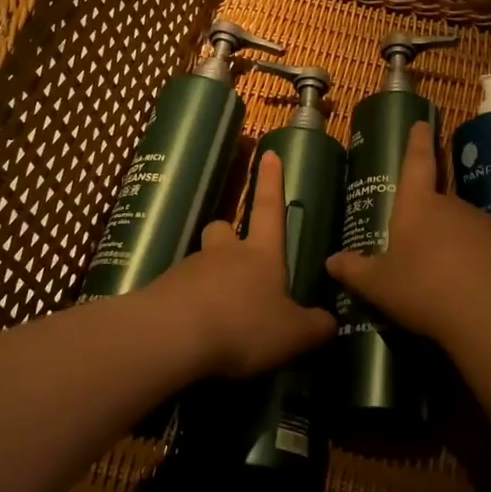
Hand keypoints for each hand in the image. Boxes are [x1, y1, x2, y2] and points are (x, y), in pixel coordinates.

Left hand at [142, 150, 335, 377]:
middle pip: (222, 230)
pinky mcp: (161, 293)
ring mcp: (188, 270)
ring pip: (200, 263)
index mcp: (260, 255)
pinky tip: (194, 336)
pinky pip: (179, 293)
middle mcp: (223, 254)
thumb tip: (329, 322)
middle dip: (228, 236)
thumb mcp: (293, 335)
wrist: (171, 338)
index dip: (271, 181)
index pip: (270, 209)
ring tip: (218, 318)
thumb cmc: (243, 326)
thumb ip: (315, 327)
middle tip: (235, 258)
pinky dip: (188, 308)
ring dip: (209, 279)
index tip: (268, 154)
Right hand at [327, 121, 490, 350]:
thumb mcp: (379, 285)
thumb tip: (331, 262)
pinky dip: (476, 264)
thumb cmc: (425, 288)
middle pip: (438, 203)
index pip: (417, 163)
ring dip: (452, 244)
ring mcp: (485, 225)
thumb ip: (355, 271)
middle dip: (429, 219)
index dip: (417, 142)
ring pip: (462, 229)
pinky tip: (469, 290)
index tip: (423, 123)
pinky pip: (486, 251)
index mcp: (418, 206)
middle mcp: (453, 207)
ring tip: (442, 276)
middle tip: (416, 244)